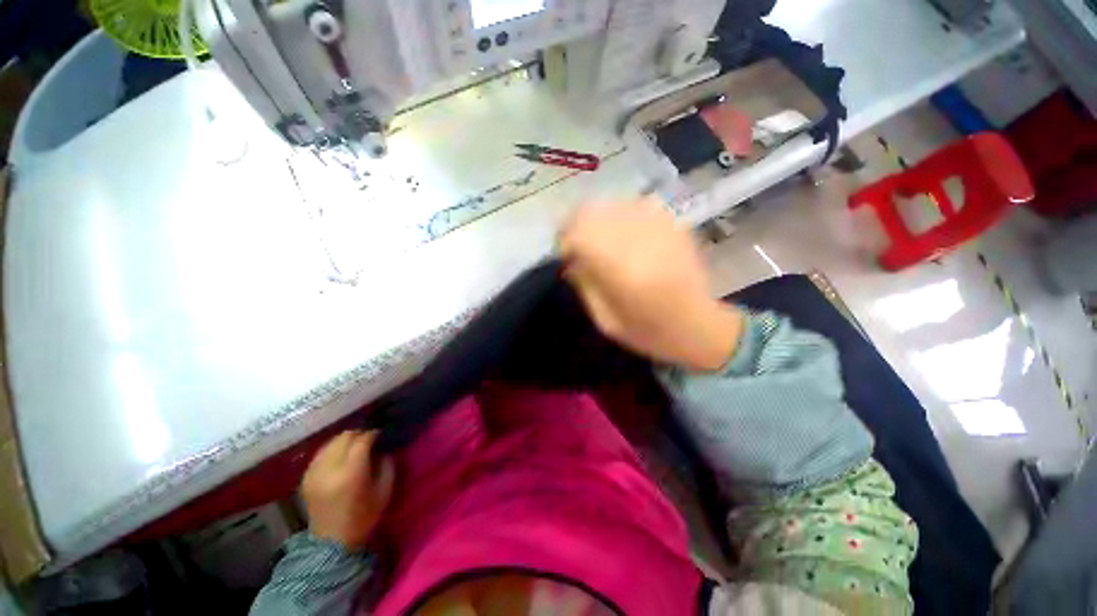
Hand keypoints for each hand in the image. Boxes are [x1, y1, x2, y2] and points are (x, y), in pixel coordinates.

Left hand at [301, 430, 394, 550]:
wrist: (331, 542)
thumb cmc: (363, 517)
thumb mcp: (384, 491)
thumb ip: (387, 465)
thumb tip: (384, 448)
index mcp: (351, 472)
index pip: (362, 440)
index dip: (373, 433)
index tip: (381, 434)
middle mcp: (330, 468)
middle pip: (345, 437)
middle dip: (360, 433)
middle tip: (370, 438)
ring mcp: (314, 472)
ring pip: (331, 442)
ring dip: (345, 440)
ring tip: (355, 445)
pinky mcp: (306, 477)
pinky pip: (321, 452)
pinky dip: (333, 449)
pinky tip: (340, 455)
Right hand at [558, 197, 744, 371]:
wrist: (699, 326)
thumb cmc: (649, 331)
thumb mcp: (606, 320)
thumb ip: (585, 285)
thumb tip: (570, 260)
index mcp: (624, 270)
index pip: (581, 234)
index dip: (564, 240)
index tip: (563, 255)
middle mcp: (641, 239)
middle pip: (593, 210)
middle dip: (575, 224)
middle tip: (574, 244)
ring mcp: (660, 225)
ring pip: (612, 203)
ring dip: (595, 219)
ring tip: (596, 239)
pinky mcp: (673, 222)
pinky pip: (633, 205)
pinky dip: (618, 216)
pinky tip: (621, 235)